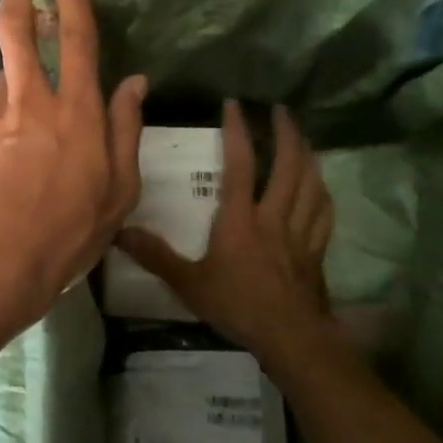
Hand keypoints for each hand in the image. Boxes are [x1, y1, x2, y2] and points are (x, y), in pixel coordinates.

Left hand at [0, 0, 146, 346]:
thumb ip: (126, 130)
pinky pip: (3, 106)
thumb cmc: (71, 232)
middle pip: (18, 35)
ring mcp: (1, 120)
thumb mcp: (119, 190)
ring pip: (8, 68)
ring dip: (16, 48)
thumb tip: (133, 83)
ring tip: (30, 46)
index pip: (75, 40)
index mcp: (78, 114)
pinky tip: (25, 122)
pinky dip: (15, 98)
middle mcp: (35, 105)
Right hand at [117, 99, 335, 366]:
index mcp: (241, 219)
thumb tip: (119, 232)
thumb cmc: (237, 305)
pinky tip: (321, 186)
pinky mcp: (316, 250)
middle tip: (281, 111)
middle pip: (287, 165)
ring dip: (308, 156)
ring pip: (310, 184)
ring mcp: (300, 232)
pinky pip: (324, 213)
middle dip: (286, 133)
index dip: (238, 132)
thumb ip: (156, 256)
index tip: (235, 105)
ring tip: (303, 138)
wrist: (289, 337)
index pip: (241, 164)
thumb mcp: (188, 283)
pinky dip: (322, 193)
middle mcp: (273, 216)